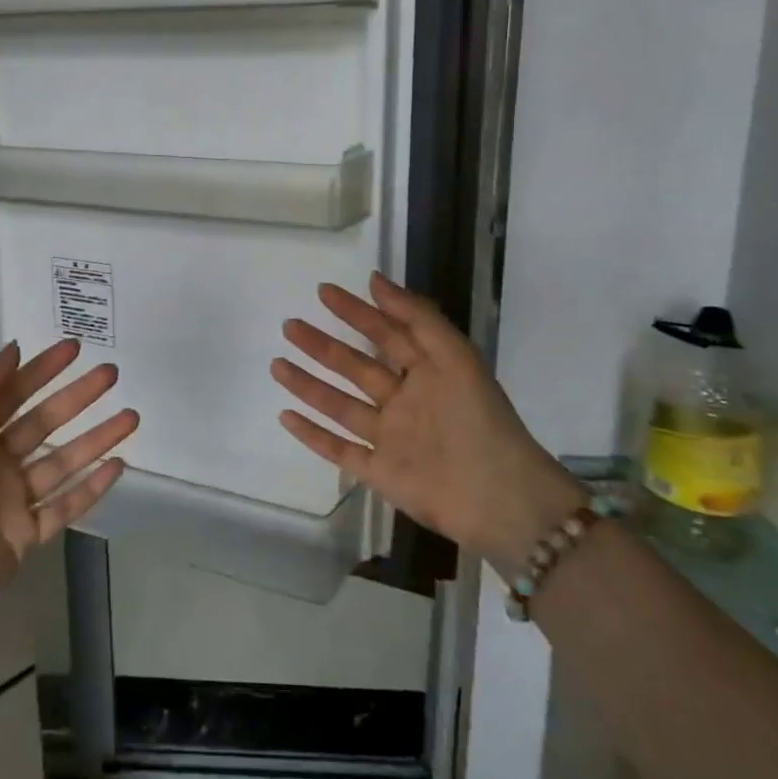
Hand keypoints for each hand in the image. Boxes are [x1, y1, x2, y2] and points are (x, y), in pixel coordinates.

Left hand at [0, 339, 133, 702]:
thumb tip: (13, 349)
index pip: (12, 393)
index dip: (42, 370)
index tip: (74, 348)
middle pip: (45, 422)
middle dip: (77, 397)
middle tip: (111, 374)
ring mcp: (14, 499)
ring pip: (63, 460)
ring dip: (96, 438)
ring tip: (130, 417)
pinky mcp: (27, 535)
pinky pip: (66, 505)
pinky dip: (93, 487)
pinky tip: (119, 465)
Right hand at [271, 272, 581, 573]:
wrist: (500, 498)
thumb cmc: (479, 418)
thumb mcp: (454, 355)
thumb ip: (416, 317)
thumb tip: (374, 280)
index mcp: (426, 372)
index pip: (384, 333)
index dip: (355, 312)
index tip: (324, 292)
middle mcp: (404, 401)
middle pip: (354, 367)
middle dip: (322, 345)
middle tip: (290, 325)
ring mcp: (389, 438)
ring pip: (339, 405)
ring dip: (308, 384)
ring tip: (277, 363)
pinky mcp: (379, 472)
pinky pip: (339, 450)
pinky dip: (312, 435)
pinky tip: (286, 416)